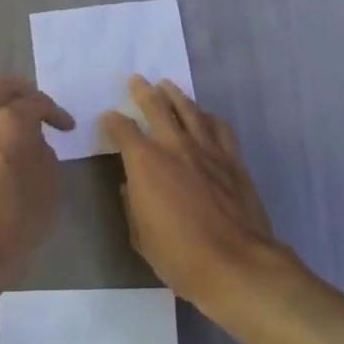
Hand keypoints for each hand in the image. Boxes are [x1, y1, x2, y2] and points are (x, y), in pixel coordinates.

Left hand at [0, 75, 74, 298]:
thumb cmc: (17, 221)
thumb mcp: (48, 185)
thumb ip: (44, 152)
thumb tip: (33, 140)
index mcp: (10, 123)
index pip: (37, 102)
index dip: (56, 112)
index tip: (67, 127)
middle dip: (21, 90)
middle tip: (36, 105)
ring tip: (12, 120)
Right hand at [100, 77, 290, 310]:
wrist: (235, 263)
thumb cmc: (179, 255)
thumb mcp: (140, 236)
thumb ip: (132, 205)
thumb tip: (130, 187)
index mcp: (145, 163)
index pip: (123, 130)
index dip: (112, 122)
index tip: (108, 118)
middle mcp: (175, 146)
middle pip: (157, 106)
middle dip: (143, 91)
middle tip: (136, 80)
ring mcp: (208, 150)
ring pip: (190, 110)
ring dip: (176, 95)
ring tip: (168, 85)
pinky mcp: (233, 160)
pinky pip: (219, 127)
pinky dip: (208, 117)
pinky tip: (205, 115)